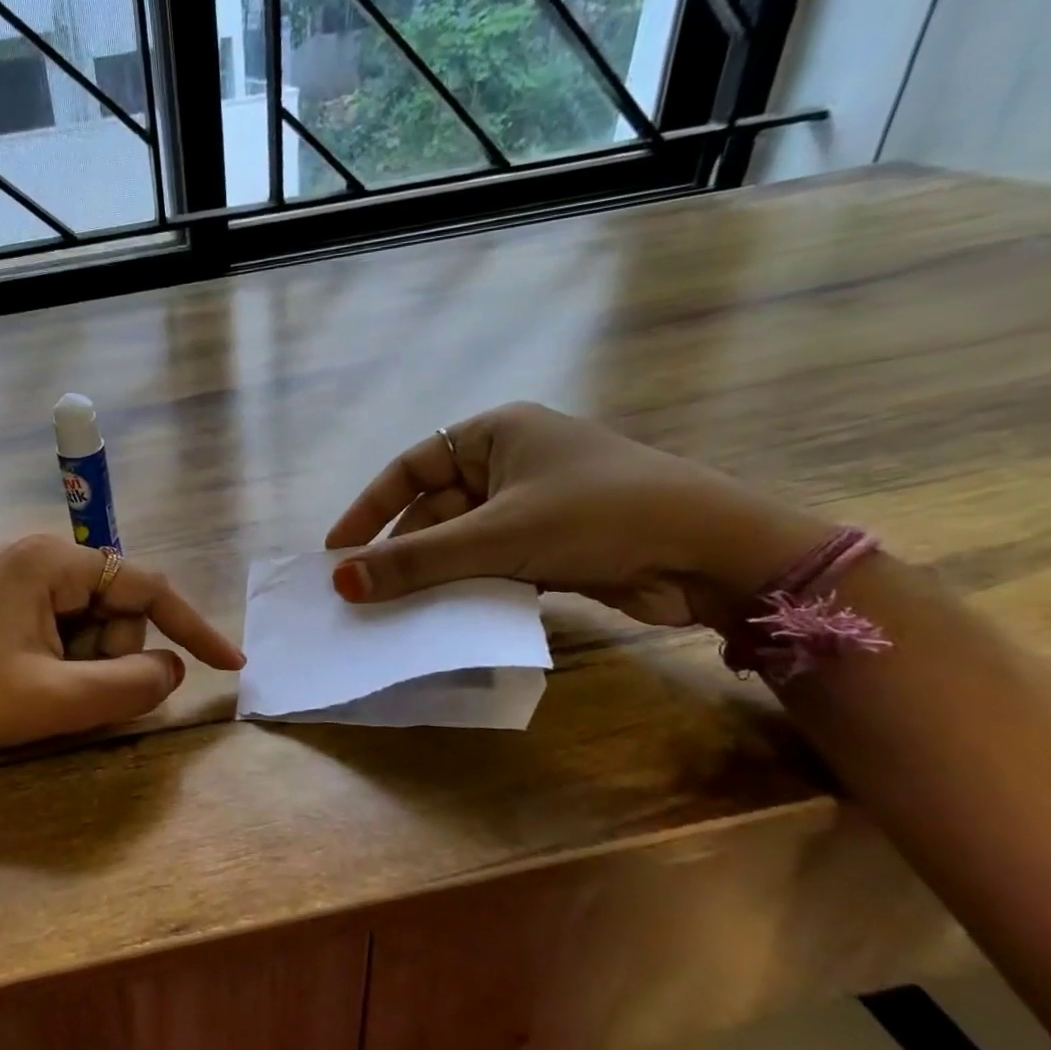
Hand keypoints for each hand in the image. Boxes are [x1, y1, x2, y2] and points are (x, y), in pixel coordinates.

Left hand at [0, 535, 243, 761]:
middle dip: (108, 657)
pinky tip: (25, 680)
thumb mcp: (55, 699)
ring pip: (90, 623)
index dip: (193, 627)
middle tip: (64, 690)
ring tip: (36, 688)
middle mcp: (40, 555)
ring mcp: (18, 575)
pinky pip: (61, 627)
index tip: (230, 664)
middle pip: (116, 608)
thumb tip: (174, 671)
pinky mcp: (4, 599)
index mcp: (54, 562)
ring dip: (83, 664)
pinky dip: (62, 660)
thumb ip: (129, 686)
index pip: (147, 587)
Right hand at [325, 403, 835, 627]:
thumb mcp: (497, 535)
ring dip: (432, 574)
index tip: (337, 550)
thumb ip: (416, 560)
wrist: (713, 554)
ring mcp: (533, 505)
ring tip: (393, 611)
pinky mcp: (551, 545)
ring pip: (461, 541)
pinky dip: (466, 587)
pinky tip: (442, 616)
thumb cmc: (598, 516)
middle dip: (401, 549)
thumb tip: (340, 581)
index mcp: (495, 433)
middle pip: (434, 508)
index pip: (410, 466)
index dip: (369, 508)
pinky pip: (489, 563)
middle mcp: (510, 462)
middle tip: (363, 591)